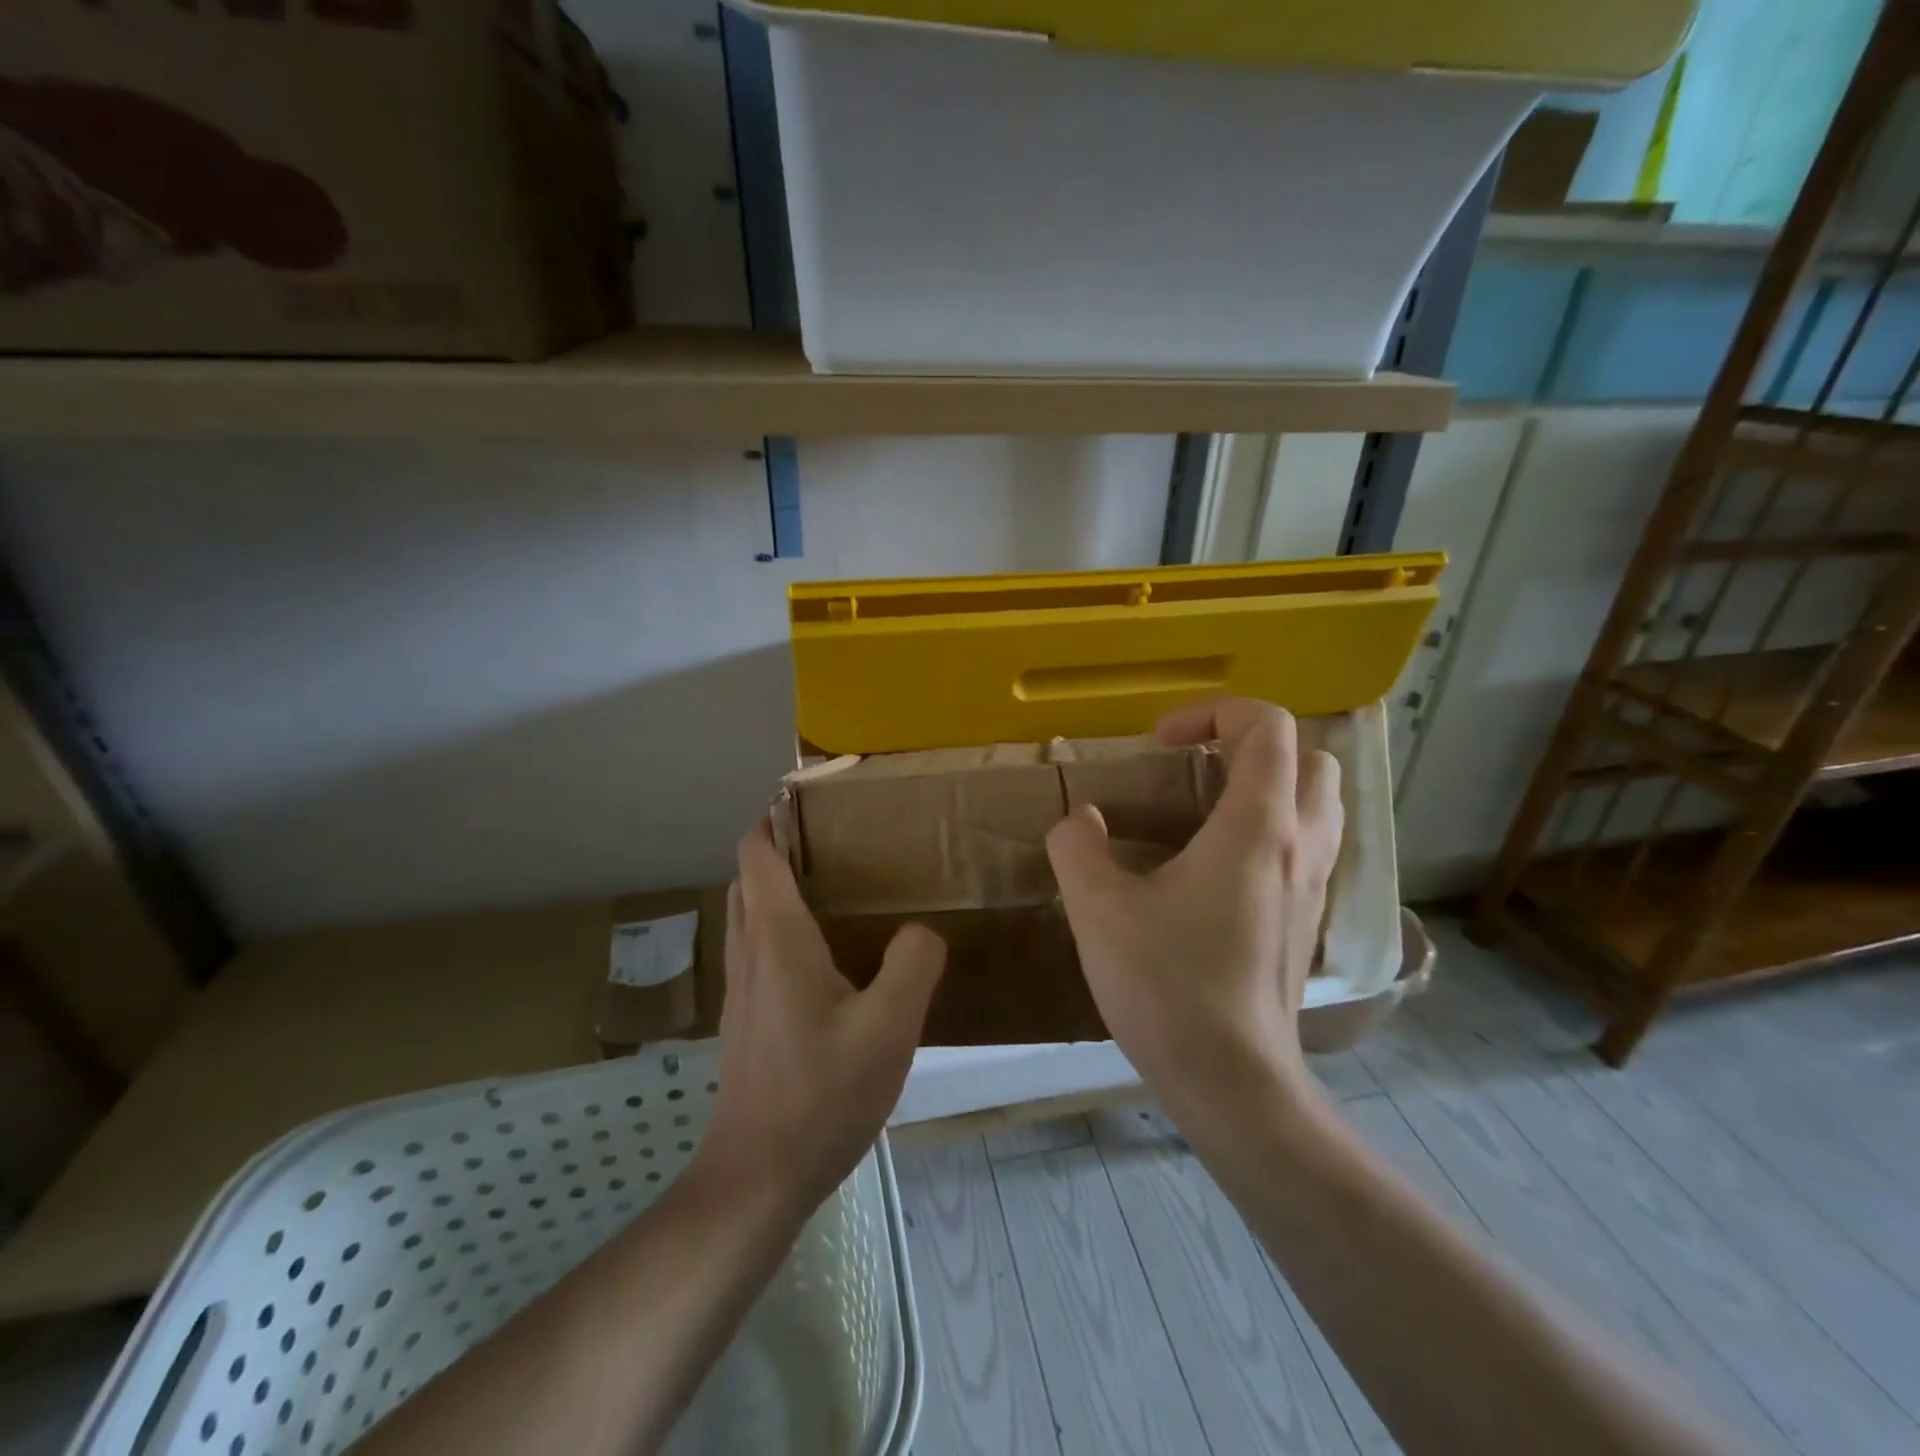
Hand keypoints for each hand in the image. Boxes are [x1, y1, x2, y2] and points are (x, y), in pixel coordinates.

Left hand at [696, 822, 945, 1210]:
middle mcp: (750, 953)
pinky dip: (781, 931)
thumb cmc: (822, 1093)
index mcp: (777, 939)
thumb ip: (913, 963)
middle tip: (838, 846)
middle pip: (748, 880)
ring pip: (749, 916)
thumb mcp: (890, 1026)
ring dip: (778, 891)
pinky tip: (829, 961)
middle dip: (780, 851)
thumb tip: (921, 932)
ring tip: (837, 892)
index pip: (757, 855)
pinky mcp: (746, 1022)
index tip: (814, 803)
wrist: (757, 1178)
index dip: (774, 820)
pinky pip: (758, 952)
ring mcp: (741, 991)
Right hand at [1045, 697, 1342, 1116]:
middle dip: (1251, 744)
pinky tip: (1220, 865)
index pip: (1266, 726)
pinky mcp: (1310, 919)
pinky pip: (1311, 845)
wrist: (1233, 1082)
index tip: (1160, 743)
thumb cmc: (1168, 985)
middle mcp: (1301, 844)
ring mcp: (1315, 885)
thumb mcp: (1098, 909)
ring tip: (1207, 808)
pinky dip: (1276, 828)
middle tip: (1194, 768)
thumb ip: (1077, 848)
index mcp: (1257, 826)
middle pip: (1309, 757)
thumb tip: (1081, 822)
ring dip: (1270, 784)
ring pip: (1320, 802)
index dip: (1213, 712)